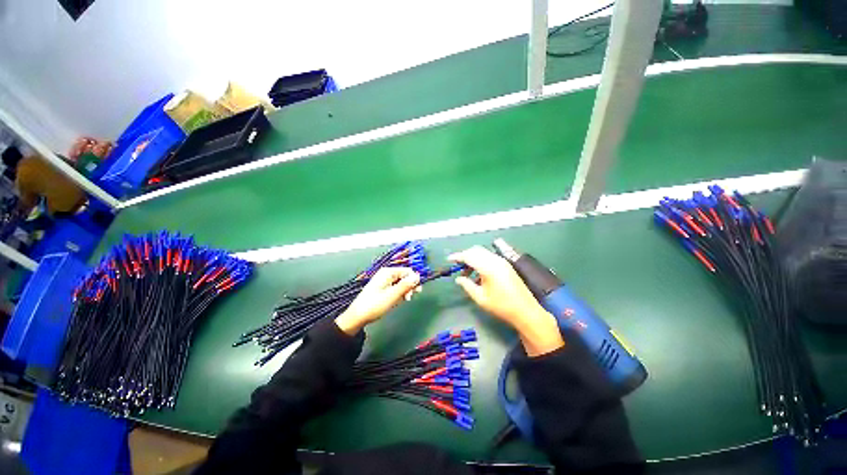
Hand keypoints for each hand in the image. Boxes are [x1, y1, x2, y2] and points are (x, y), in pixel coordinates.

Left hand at [335, 267, 420, 334]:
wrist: (357, 317)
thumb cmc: (374, 305)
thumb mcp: (392, 295)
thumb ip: (406, 285)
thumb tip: (418, 276)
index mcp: (388, 272)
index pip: (407, 271)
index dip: (413, 280)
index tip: (416, 292)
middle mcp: (386, 274)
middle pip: (404, 277)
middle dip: (409, 287)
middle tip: (408, 298)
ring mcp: (384, 282)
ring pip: (401, 284)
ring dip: (404, 292)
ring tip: (401, 301)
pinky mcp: (383, 289)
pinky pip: (395, 289)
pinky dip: (398, 295)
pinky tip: (396, 302)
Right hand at [450, 246, 563, 355]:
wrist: (526, 311)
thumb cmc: (501, 306)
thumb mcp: (480, 298)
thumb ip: (467, 285)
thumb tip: (458, 279)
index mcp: (488, 267)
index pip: (469, 256)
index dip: (457, 256)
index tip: (449, 260)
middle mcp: (495, 260)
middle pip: (476, 251)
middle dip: (465, 256)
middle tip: (458, 267)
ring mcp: (502, 262)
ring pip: (483, 253)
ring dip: (473, 259)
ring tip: (467, 274)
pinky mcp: (506, 265)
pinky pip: (489, 258)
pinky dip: (481, 262)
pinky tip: (478, 275)